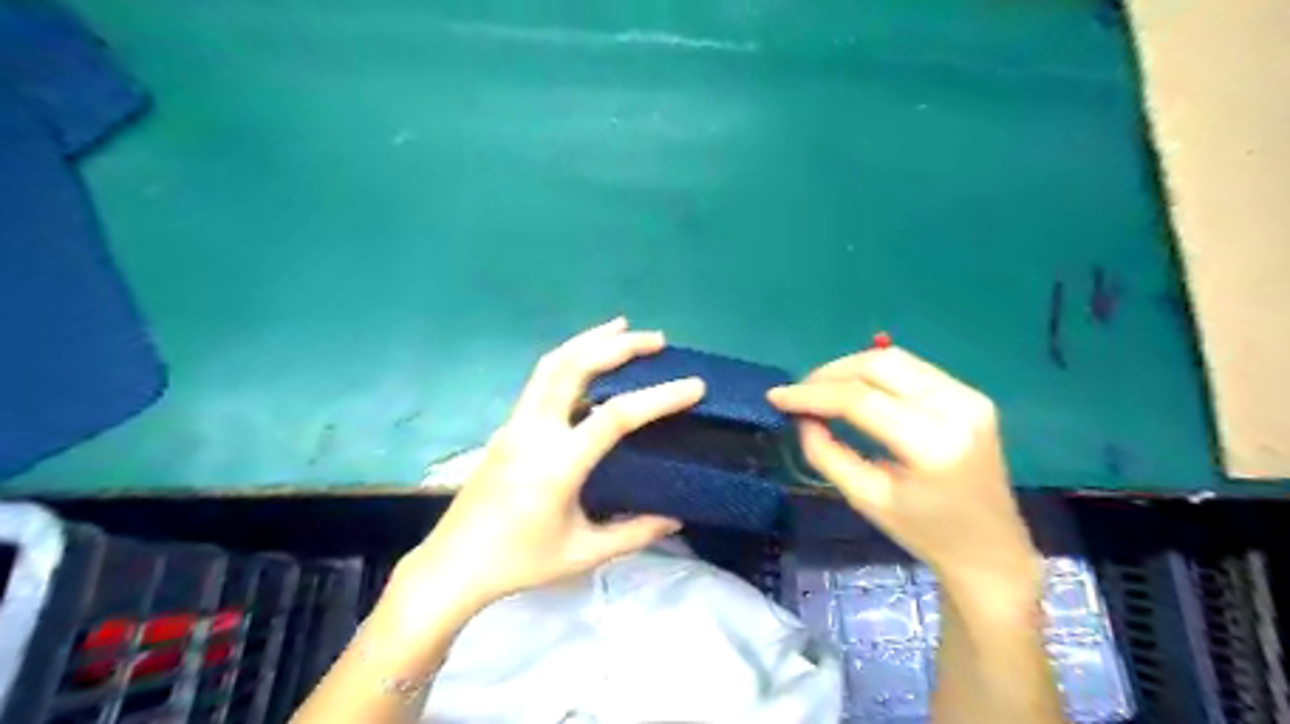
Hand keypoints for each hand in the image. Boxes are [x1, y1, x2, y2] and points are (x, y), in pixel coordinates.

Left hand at [397, 319, 703, 617]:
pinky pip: (542, 380)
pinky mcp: (508, 426)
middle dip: (617, 345)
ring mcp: (515, 424)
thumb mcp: (583, 554)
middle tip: (656, 339)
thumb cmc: (519, 563)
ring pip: (552, 364)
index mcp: (557, 464)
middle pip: (574, 367)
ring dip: (589, 340)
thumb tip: (675, 517)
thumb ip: (633, 534)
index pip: (615, 416)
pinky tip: (589, 364)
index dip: (659, 397)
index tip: (694, 386)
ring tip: (622, 327)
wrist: (452, 565)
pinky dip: (571, 359)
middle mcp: (534, 431)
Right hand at [768, 348, 1041, 597]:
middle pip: (879, 365)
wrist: (990, 549)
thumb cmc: (924, 533)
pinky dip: (876, 373)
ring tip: (821, 389)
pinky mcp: (972, 395)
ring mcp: (970, 397)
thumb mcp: (866, 498)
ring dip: (850, 368)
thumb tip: (802, 417)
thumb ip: (826, 453)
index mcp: (933, 445)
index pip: (860, 400)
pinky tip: (855, 389)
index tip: (776, 396)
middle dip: (829, 373)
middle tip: (799, 393)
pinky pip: (912, 368)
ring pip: (895, 358)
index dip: (812, 394)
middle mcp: (957, 409)